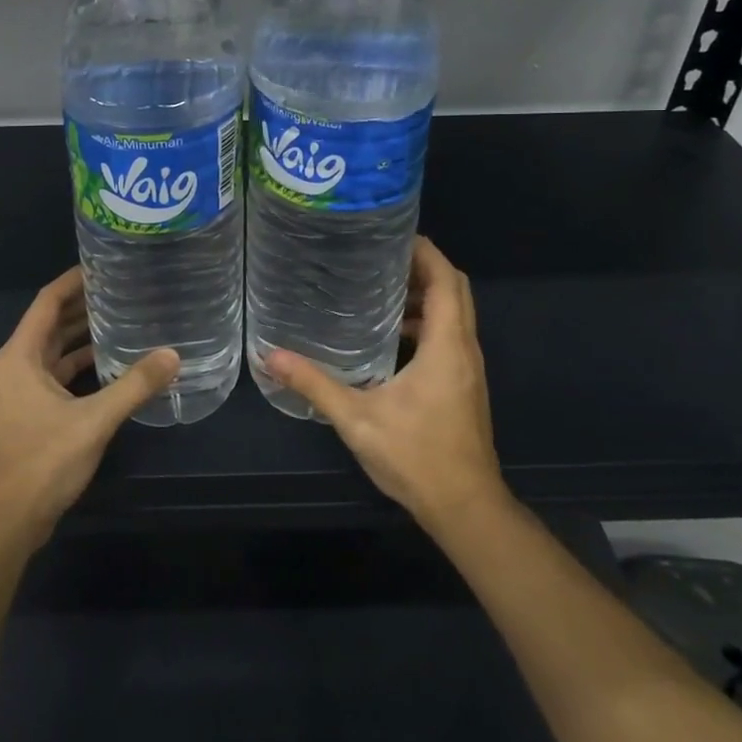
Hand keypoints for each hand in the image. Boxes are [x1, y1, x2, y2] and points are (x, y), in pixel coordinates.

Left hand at [0, 267, 178, 552]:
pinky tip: (112, 365)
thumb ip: (134, 386)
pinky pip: (58, 376)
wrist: (3, 523)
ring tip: (124, 319)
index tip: (105, 263)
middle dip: (84, 306)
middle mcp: (16, 366)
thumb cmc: (40, 462)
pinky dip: (81, 367)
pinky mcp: (30, 414)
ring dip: (84, 337)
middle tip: (125, 289)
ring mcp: (21, 392)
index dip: (74, 280)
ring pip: (55, 352)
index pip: (47, 302)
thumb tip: (173, 355)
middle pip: (52, 324)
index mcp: (20, 356)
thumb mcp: (93, 421)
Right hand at [267, 236, 504, 535]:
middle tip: (380, 255)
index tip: (393, 233)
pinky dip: (426, 322)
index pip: (446, 280)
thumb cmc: (417, 457)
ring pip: (455, 313)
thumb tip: (272, 356)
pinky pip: (450, 335)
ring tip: (380, 288)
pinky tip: (391, 337)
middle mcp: (464, 349)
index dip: (425, 251)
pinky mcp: (464, 385)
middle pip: (455, 290)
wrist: (466, 508)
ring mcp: (468, 368)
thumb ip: (315, 384)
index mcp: (446, 346)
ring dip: (426, 295)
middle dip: (423, 266)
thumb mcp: (357, 419)